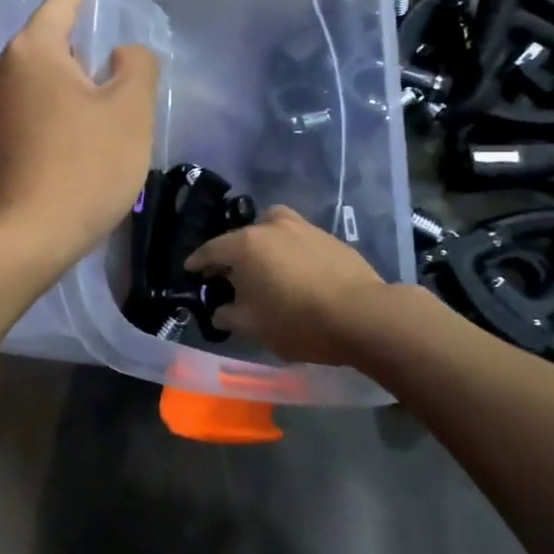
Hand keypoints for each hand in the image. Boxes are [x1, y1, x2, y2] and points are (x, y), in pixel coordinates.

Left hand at [0, 0, 159, 270]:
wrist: (27, 237)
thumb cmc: (86, 166)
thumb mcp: (131, 110)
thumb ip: (137, 65)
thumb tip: (120, 55)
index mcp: (32, 52)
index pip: (59, 6)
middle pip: (43, 46)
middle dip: (74, 49)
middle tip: (108, 67)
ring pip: (29, 82)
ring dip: (58, 86)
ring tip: (89, 109)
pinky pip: (18, 112)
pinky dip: (42, 113)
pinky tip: (63, 141)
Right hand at [184, 205, 389, 364]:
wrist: (362, 315)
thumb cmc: (298, 321)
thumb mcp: (253, 327)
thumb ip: (229, 315)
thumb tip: (220, 309)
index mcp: (246, 245)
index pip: (211, 249)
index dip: (198, 262)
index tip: (191, 270)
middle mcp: (271, 227)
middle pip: (242, 236)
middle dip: (232, 253)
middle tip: (229, 274)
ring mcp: (303, 228)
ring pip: (273, 229)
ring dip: (263, 244)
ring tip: (265, 267)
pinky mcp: (329, 237)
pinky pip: (298, 240)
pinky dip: (289, 251)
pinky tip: (296, 272)